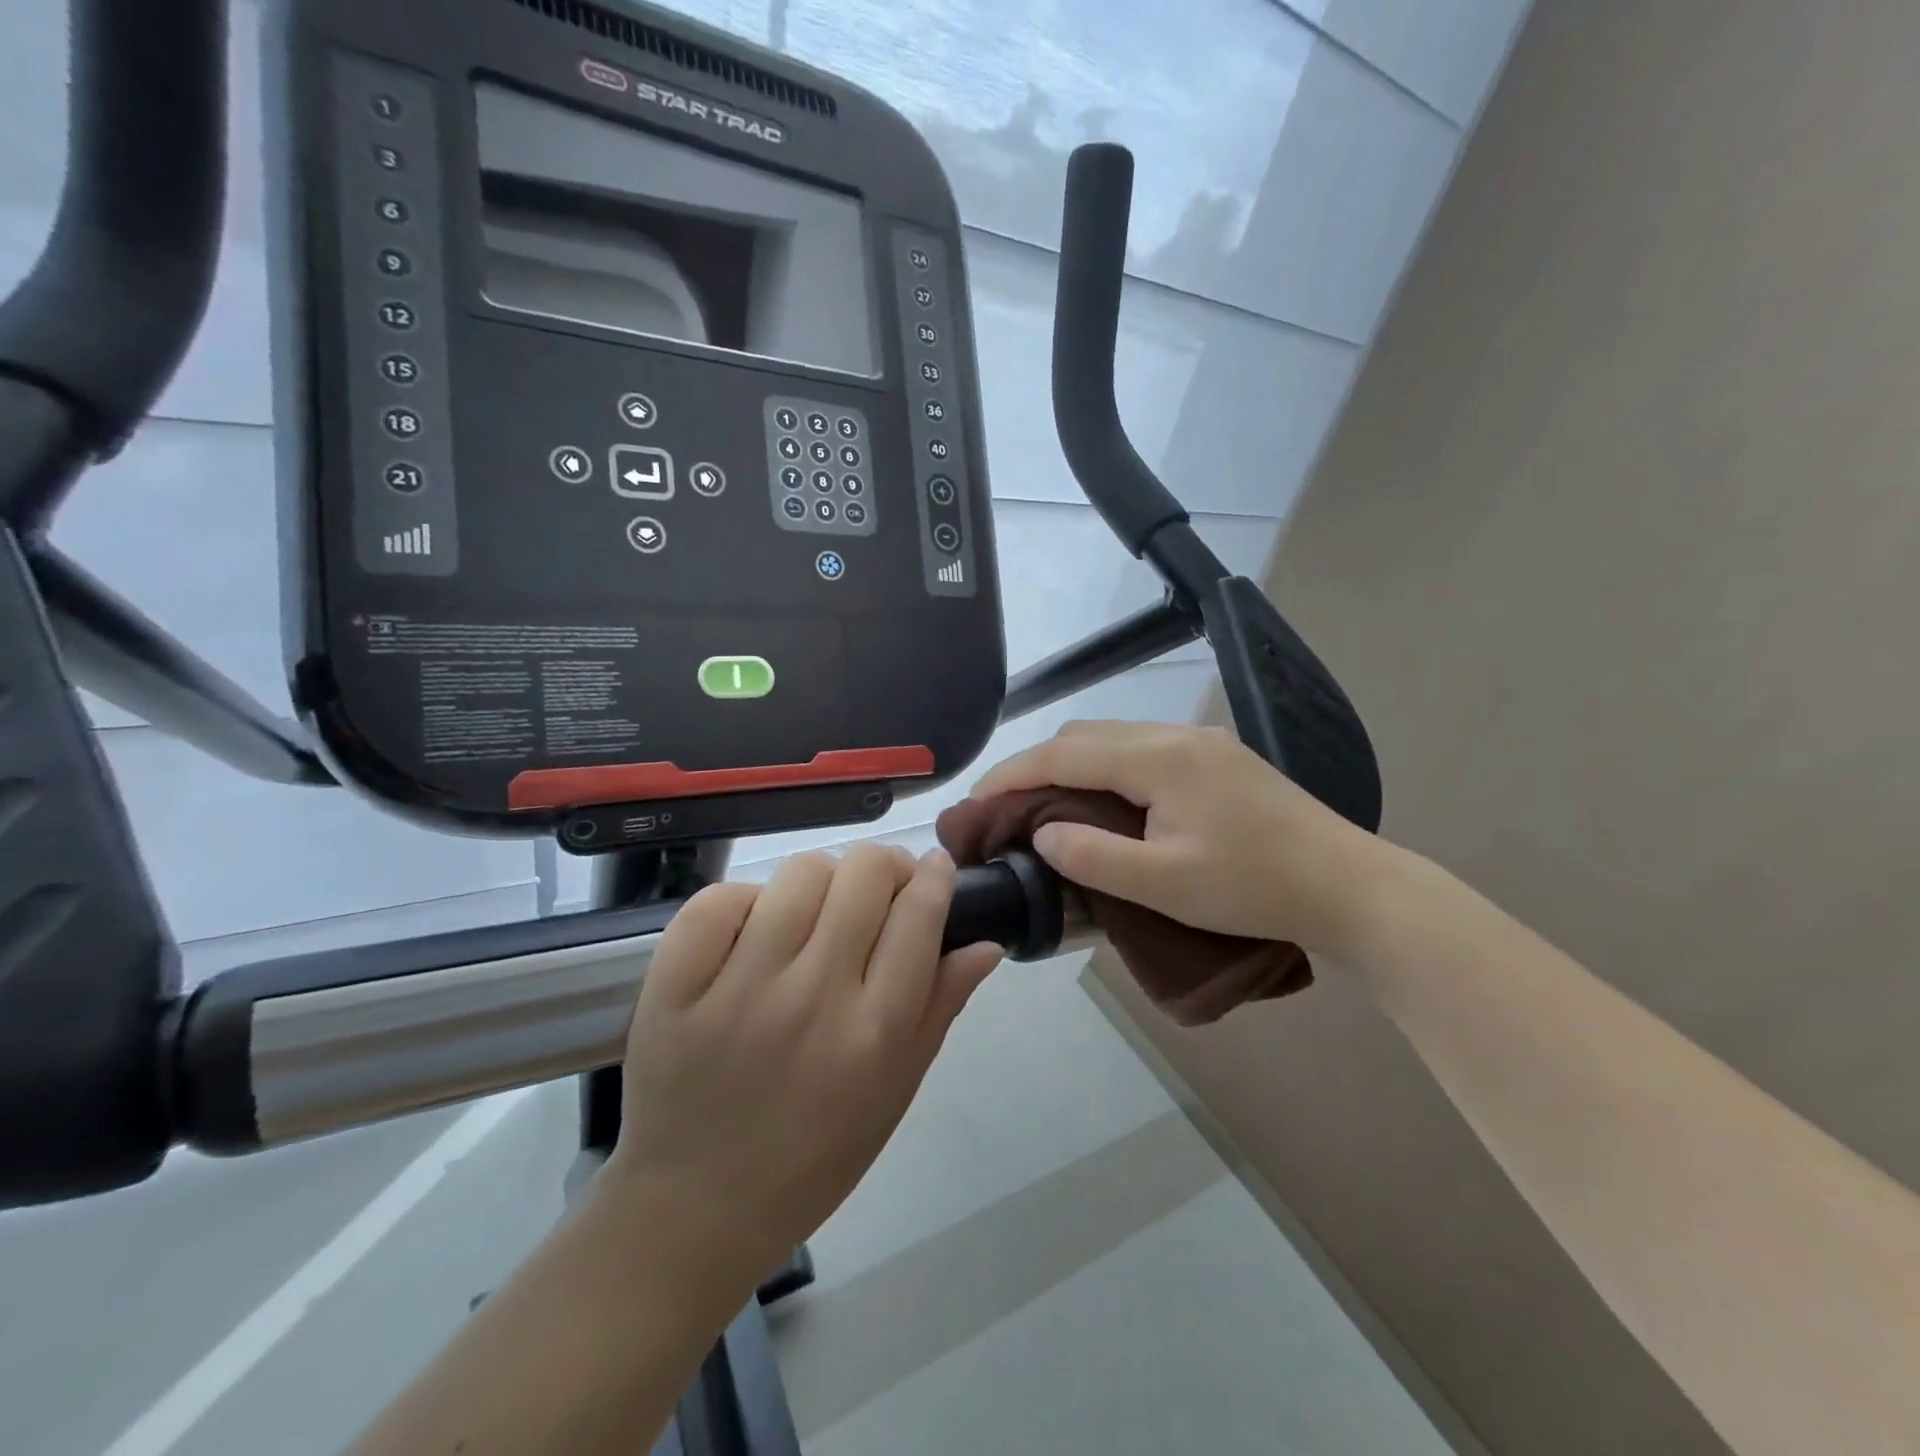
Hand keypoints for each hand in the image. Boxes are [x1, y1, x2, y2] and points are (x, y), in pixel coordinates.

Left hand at [604, 846, 1001, 1283]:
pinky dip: (744, 902)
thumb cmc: (814, 1156)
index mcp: (874, 1032)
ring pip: (799, 874)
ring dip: (821, 881)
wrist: (696, 1208)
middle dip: (885, 867)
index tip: (934, 869)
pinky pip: (719, 900)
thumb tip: (986, 942)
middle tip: (878, 892)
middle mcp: (813, 997)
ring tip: (814, 913)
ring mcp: (738, 987)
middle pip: (865, 873)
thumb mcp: (895, 1091)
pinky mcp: (675, 986)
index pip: (919, 914)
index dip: (934, 876)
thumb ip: (940, 1008)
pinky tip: (752, 930)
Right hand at [972, 720, 1402, 956]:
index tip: (974, 801)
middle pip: (1085, 735)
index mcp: (1158, 759)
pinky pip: (1141, 749)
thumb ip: (1093, 857)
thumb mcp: (1164, 885)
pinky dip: (1105, 768)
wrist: (1349, 886)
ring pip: (1114, 738)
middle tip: (1006, 807)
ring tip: (1045, 804)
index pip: (1064, 753)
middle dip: (1036, 764)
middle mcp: (1175, 735)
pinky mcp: (1218, 758)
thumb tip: (1042, 835)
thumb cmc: (1254, 888)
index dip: (1012, 773)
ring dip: (1072, 764)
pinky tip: (1103, 800)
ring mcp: (1201, 742)